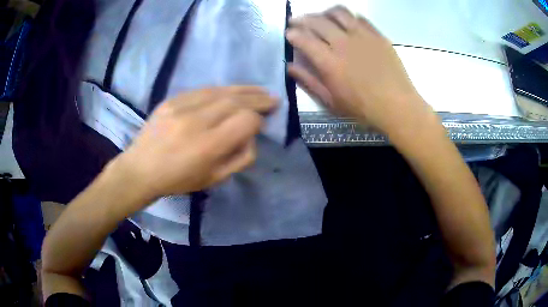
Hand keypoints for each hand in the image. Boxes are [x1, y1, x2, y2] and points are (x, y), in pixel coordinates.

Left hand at [109, 86, 276, 204]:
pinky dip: (221, 90)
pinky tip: (231, 91)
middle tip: (273, 98)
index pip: (245, 121)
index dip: (258, 121)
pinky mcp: (171, 100)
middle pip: (236, 101)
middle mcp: (196, 121)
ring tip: (259, 90)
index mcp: (208, 146)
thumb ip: (240, 158)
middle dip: (258, 99)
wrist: (141, 169)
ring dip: (244, 89)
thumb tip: (252, 136)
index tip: (261, 124)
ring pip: (221, 91)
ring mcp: (181, 107)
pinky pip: (202, 90)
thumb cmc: (178, 180)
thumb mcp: (214, 179)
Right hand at [286, 6, 431, 133]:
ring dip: (325, 12)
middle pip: (317, 21)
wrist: (396, 105)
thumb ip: (309, 82)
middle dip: (302, 19)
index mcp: (329, 62)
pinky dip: (348, 17)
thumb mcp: (331, 101)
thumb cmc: (362, 108)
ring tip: (322, 17)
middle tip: (297, 20)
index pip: (304, 39)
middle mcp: (343, 43)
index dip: (292, 34)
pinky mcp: (377, 35)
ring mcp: (362, 36)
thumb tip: (291, 67)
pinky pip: (359, 17)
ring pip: (338, 12)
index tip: (289, 33)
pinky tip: (346, 22)